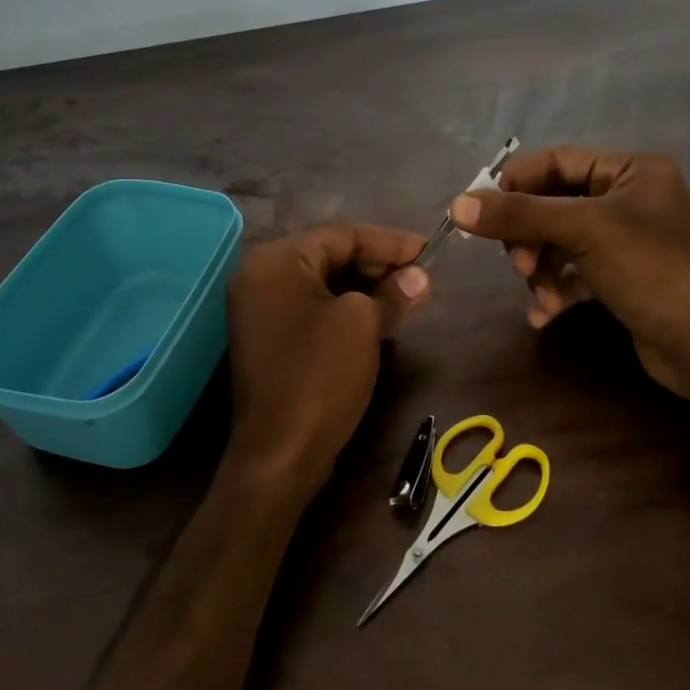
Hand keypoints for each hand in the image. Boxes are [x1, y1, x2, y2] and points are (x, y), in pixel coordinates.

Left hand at [224, 225, 429, 499]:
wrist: (280, 454)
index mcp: (275, 261)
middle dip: (378, 264)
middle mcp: (259, 275)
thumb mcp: (363, 326)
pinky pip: (311, 306)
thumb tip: (417, 277)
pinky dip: (345, 307)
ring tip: (407, 296)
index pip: (342, 235)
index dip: (390, 242)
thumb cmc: (319, 377)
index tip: (430, 251)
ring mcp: (259, 308)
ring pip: (323, 282)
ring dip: (365, 286)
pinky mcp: (268, 336)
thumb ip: (392, 292)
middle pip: (330, 254)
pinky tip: (378, 317)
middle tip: (421, 277)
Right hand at [449, 148, 689, 400]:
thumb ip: (519, 215)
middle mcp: (629, 198)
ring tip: (542, 295)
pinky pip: (575, 273)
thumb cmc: (651, 270)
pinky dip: (557, 290)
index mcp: (631, 170)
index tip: (481, 212)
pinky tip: (546, 315)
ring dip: (542, 270)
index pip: (557, 161)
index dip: (516, 183)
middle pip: (554, 205)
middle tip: (521, 264)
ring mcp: (626, 240)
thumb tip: (458, 204)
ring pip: (560, 243)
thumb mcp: (583, 231)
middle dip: (531, 237)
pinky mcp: (622, 278)